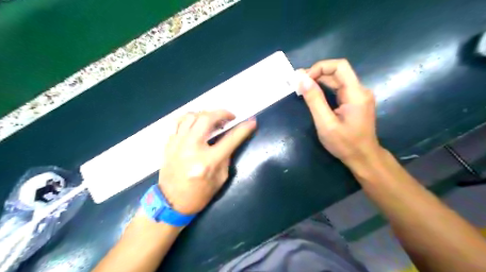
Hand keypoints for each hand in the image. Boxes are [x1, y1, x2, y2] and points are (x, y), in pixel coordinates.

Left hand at [160, 109, 257, 214]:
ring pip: (191, 116)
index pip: (230, 139)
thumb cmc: (200, 194)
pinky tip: (197, 125)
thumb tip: (230, 139)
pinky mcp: (168, 144)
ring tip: (213, 120)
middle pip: (206, 119)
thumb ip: (226, 156)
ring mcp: (177, 144)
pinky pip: (179, 123)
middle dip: (221, 113)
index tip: (251, 122)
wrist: (171, 203)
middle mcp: (191, 149)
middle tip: (229, 117)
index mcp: (207, 162)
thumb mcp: (220, 178)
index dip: (243, 129)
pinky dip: (190, 120)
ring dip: (205, 114)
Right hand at [299, 58, 380, 164]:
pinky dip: (324, 88)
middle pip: (338, 72)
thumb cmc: (345, 144)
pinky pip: (338, 89)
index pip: (340, 66)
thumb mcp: (326, 124)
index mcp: (356, 93)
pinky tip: (313, 93)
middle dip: (317, 74)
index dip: (320, 67)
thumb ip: (315, 100)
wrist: (363, 158)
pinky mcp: (355, 102)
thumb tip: (302, 79)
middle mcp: (360, 90)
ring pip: (337, 80)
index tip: (304, 79)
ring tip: (301, 87)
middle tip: (298, 83)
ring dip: (319, 81)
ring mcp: (358, 96)